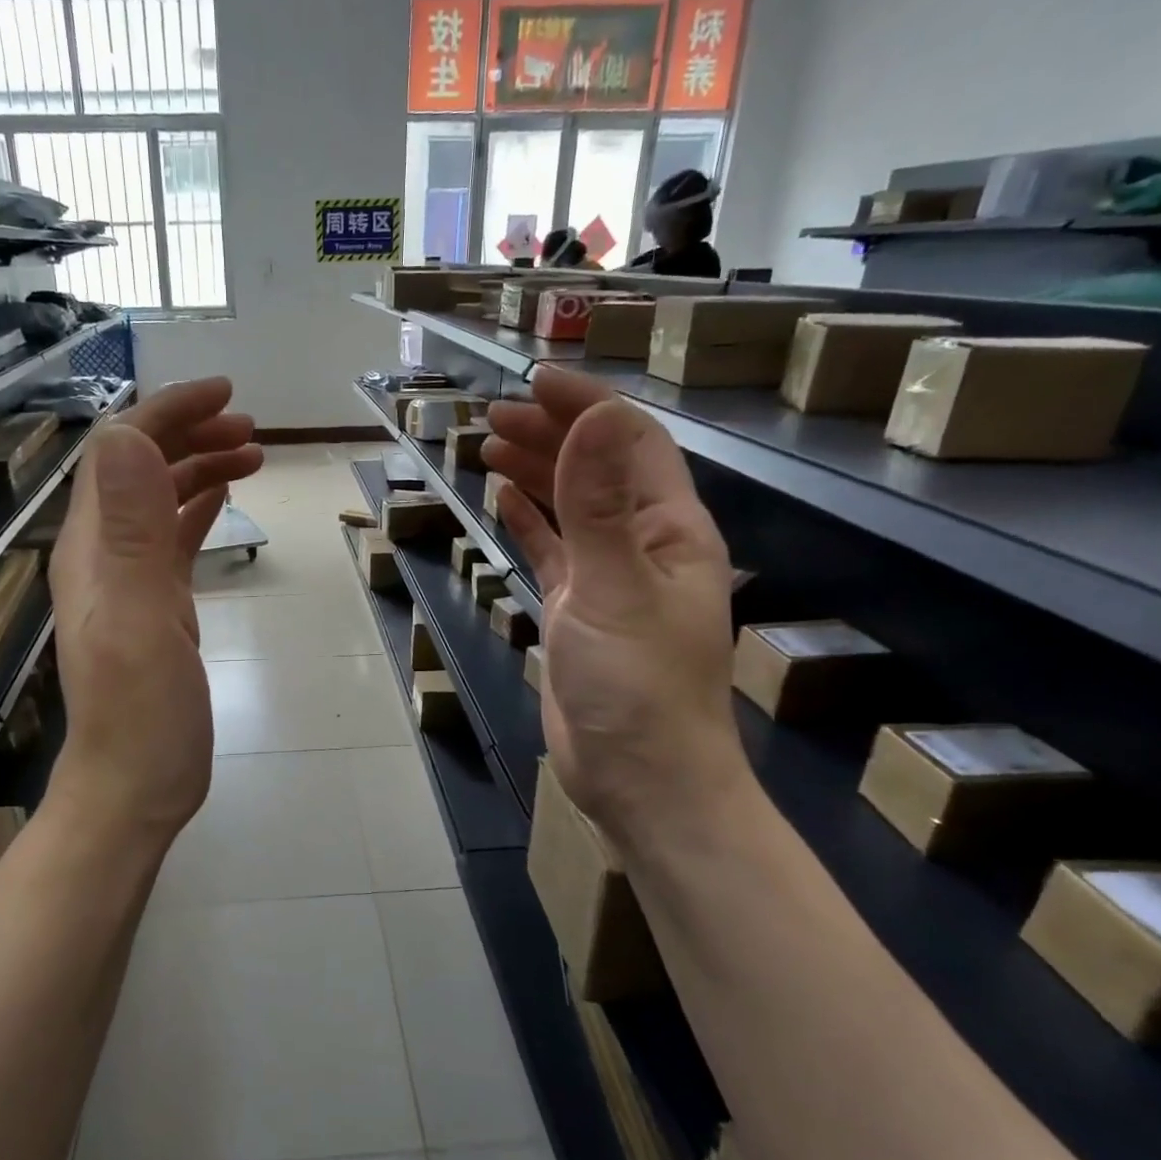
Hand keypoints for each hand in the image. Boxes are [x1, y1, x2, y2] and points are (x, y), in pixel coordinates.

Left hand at [46, 378, 261, 846]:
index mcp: (94, 549)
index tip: (226, 395)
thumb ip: (131, 531)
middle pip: (140, 469)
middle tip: (252, 430)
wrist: (136, 785)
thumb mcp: (138, 619)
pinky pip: (173, 540)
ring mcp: (129, 581)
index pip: (120, 453)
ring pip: (160, 500)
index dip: (167, 413)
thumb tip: (124, 436)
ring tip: (253, 455)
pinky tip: (223, 498)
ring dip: (200, 467)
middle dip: (191, 434)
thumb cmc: (141, 713)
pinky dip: (198, 508)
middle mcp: (104, 555)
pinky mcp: (155, 606)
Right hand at [483, 368, 746, 843]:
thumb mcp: (614, 588)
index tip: (533, 382)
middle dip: (551, 435)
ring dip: (536, 472)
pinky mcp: (578, 610)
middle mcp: (643, 544)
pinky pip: (554, 551)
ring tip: (490, 446)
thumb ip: (599, 504)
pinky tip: (504, 500)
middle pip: (597, 470)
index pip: (631, 444)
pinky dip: (530, 522)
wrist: (639, 777)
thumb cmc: (636, 685)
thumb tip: (593, 416)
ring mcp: (609, 579)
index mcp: (670, 529)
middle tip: (494, 416)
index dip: (586, 406)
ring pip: (571, 508)